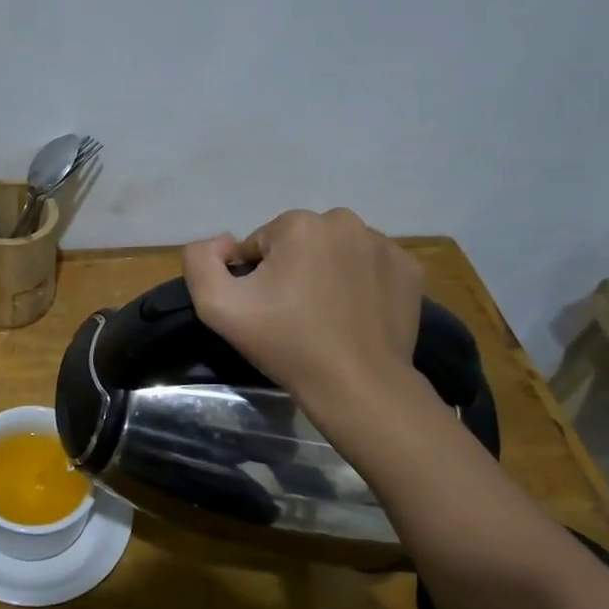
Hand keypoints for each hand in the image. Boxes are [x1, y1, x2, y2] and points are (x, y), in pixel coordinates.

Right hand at [182, 208, 423, 406]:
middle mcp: (345, 222)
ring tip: (324, 317)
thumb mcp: (217, 306)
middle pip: (298, 243)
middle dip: (290, 270)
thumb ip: (199, 261)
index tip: (266, 310)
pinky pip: (367, 266)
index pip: (259, 244)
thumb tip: (223, 243)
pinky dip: (358, 283)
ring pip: (334, 251)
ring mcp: (383, 244)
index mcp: (299, 224)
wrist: (358, 386)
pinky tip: (354, 315)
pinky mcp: (408, 268)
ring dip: (324, 274)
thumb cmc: (286, 343)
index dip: (255, 278)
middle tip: (292, 314)